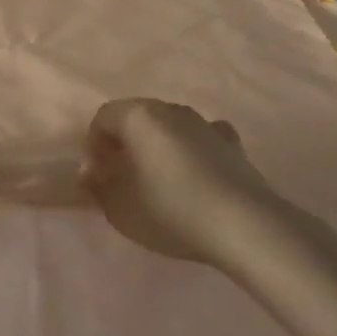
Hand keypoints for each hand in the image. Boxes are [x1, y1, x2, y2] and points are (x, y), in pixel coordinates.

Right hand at [81, 98, 318, 267]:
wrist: (243, 226)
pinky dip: (192, 151)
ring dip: (158, 146)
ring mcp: (205, 123)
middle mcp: (171, 109)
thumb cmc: (170, 211)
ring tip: (158, 181)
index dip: (94, 146)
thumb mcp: (118, 209)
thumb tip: (93, 175)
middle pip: (136, 117)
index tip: (97, 177)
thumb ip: (98, 188)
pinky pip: (202, 139)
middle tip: (121, 177)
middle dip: (124, 143)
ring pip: (170, 127)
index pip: (103, 118)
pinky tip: (194, 175)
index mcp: (138, 116)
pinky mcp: (232, 144)